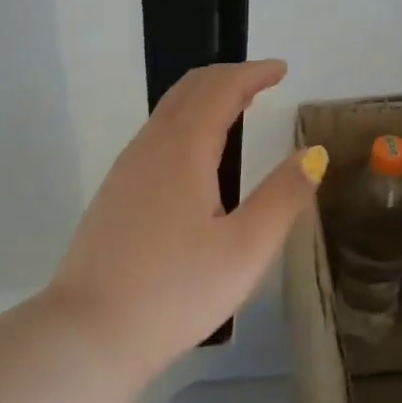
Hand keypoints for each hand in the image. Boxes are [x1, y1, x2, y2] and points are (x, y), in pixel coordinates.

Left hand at [44, 60, 322, 376]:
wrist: (88, 333)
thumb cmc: (176, 291)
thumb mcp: (245, 249)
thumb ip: (283, 197)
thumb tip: (313, 155)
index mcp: (183, 149)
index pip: (221, 90)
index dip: (253, 74)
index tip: (281, 69)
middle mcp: (149, 147)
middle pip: (188, 90)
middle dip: (227, 77)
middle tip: (262, 81)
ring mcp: (125, 169)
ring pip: (167, 112)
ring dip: (203, 98)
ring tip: (236, 107)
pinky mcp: (114, 194)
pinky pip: (155, 136)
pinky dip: (185, 122)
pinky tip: (196, 153)